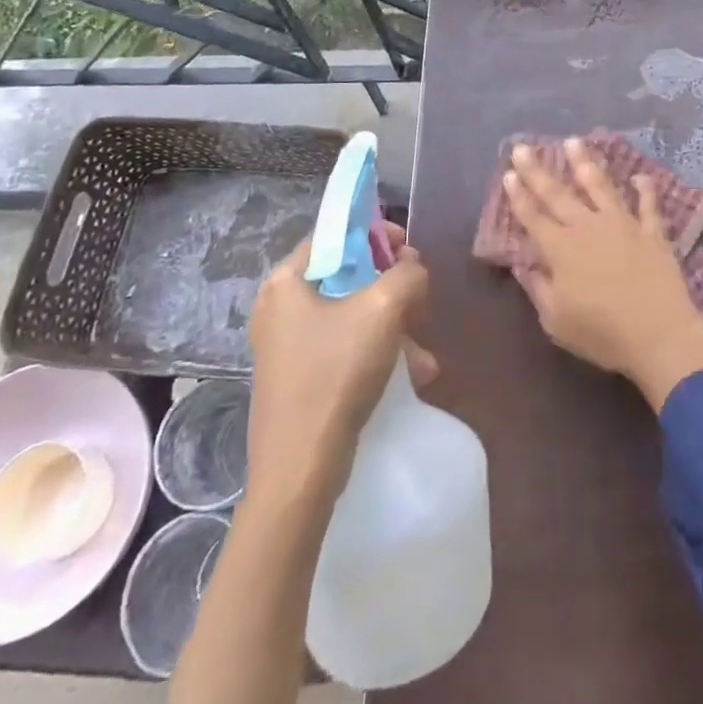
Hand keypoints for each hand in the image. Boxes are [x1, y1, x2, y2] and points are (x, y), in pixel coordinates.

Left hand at [245, 221, 434, 507]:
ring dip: (392, 326)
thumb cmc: (336, 374)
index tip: (408, 250)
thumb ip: (407, 274)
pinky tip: (411, 374)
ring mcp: (287, 345)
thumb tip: (412, 270)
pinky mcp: (299, 377)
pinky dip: (377, 353)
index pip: (334, 234)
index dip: (375, 234)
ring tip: (422, 354)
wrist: (301, 470)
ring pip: (351, 315)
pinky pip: (345, 347)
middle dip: (391, 287)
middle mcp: (280, 306)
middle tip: (419, 300)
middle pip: (347, 275)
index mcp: (286, 281)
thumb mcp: (384, 309)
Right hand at [505, 140, 702, 410]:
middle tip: (523, 147)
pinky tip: (641, 176)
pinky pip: (648, 206)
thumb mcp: (556, 320)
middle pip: (558, 194)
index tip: (509, 172)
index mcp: (560, 249)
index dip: (519, 195)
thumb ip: (538, 288)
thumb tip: (524, 265)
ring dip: (585, 163)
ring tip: (574, 141)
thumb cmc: (602, 333)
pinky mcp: (652, 232)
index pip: (533, 217)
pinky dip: (645, 190)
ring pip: (600, 186)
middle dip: (537, 170)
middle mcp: (588, 227)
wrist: (659, 335)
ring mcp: (622, 224)